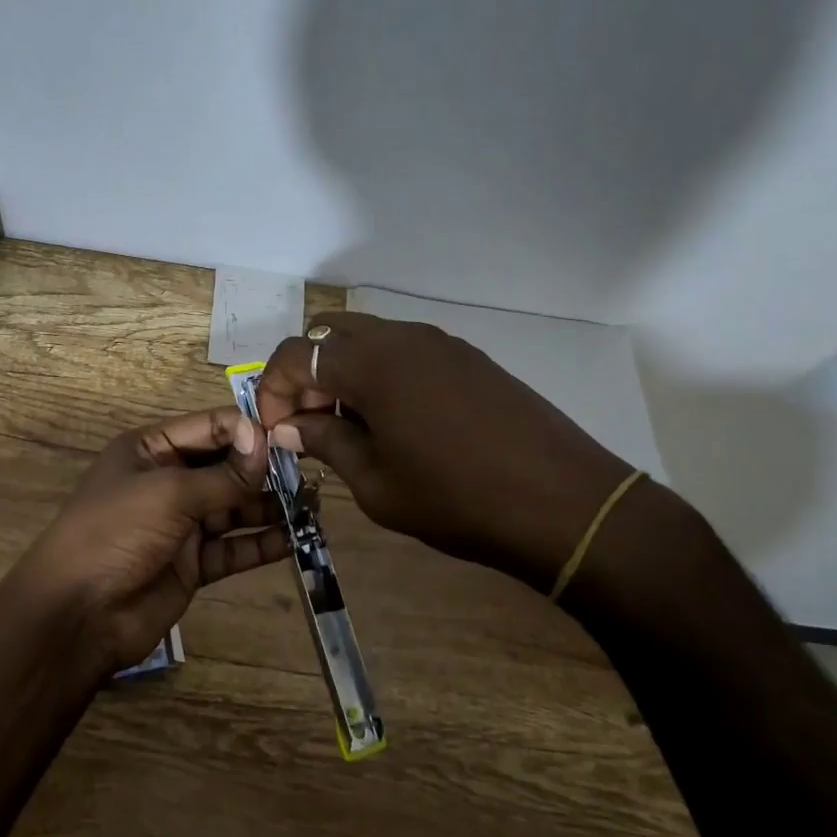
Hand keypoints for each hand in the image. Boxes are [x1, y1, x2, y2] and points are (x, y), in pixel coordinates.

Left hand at [6, 408, 291, 672]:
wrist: (79, 613)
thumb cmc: (117, 532)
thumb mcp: (169, 493)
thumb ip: (223, 474)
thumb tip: (265, 442)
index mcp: (151, 449)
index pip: (210, 427)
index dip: (247, 430)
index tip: (290, 436)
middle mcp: (168, 480)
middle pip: (226, 466)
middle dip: (264, 469)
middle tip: (311, 470)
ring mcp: (181, 523)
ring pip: (234, 507)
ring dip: (269, 506)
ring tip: (312, 505)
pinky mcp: (192, 563)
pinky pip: (233, 547)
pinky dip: (261, 543)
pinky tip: (294, 539)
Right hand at [254, 313, 641, 593]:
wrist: (565, 502)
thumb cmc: (457, 499)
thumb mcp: (377, 483)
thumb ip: (326, 442)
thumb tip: (289, 427)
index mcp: (370, 364)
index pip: (294, 354)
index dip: (272, 390)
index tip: (278, 431)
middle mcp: (400, 337)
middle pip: (328, 334)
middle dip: (306, 374)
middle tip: (311, 422)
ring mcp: (438, 341)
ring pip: (367, 338)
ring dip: (343, 372)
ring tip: (352, 424)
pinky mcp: (466, 355)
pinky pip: (403, 349)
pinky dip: (380, 372)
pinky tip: (396, 419)